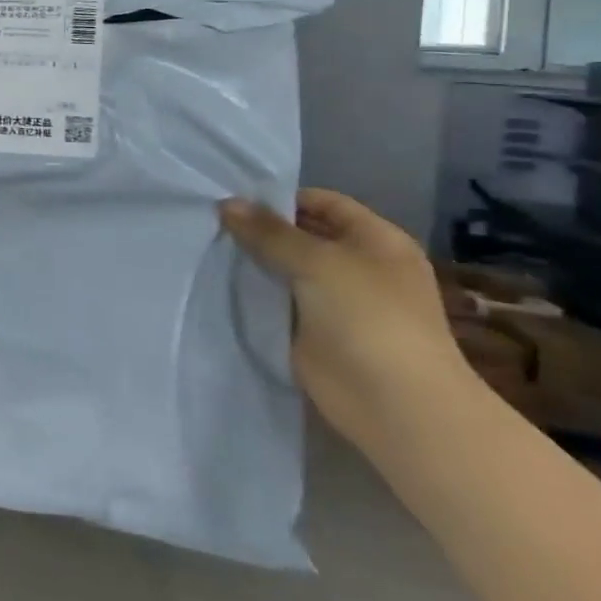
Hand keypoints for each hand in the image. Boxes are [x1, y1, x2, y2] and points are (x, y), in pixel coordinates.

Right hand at [219, 188, 470, 447]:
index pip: (323, 203)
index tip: (233, 199)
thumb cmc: (368, 317)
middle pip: (302, 235)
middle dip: (260, 229)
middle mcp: (358, 266)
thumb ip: (269, 232)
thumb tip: (226, 203)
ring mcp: (335, 301)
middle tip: (209, 221)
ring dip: (253, 262)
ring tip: (206, 246)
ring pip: (285, 269)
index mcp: (376, 240)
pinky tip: (218, 282)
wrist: (394, 403)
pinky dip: (253, 293)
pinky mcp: (313, 331)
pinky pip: (277, 302)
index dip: (281, 198)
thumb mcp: (317, 261)